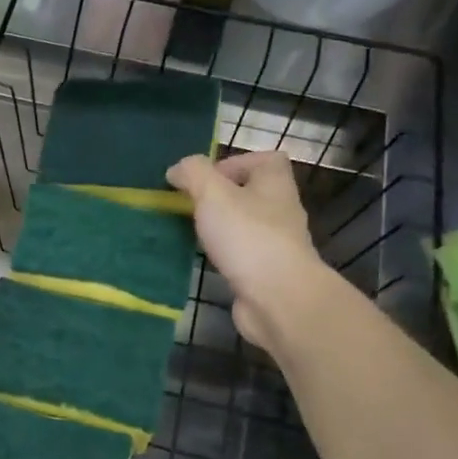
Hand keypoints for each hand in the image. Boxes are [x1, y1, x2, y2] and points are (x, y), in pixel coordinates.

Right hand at [167, 151, 325, 353]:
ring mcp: (275, 244)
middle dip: (219, 197)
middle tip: (189, 206)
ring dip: (219, 227)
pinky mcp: (265, 272)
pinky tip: (201, 259)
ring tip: (190, 232)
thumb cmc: (248, 237)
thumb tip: (177, 169)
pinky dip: (222, 254)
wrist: (277, 298)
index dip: (235, 163)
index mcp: (274, 184)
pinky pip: (240, 254)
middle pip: (251, 193)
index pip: (264, 160)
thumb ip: (193, 174)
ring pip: (244, 225)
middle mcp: (280, 210)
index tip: (205, 178)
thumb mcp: (213, 194)